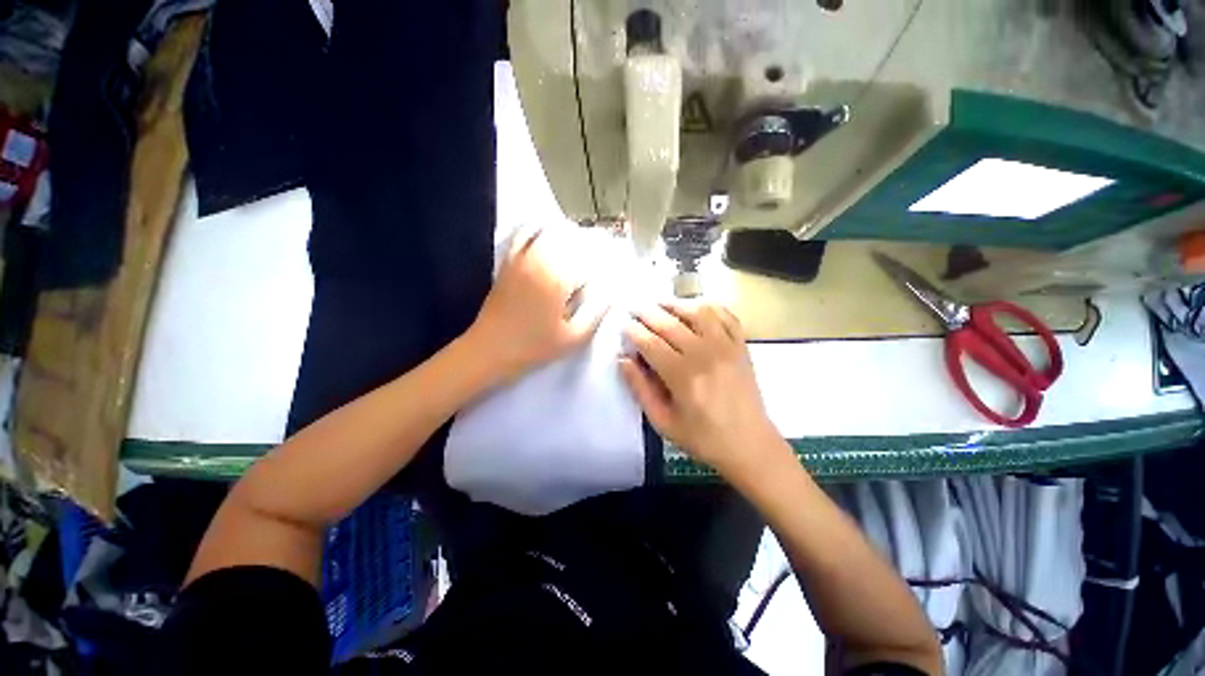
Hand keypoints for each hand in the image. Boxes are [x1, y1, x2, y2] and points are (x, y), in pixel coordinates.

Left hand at [469, 225, 606, 380]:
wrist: (489, 350)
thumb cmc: (535, 347)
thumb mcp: (573, 338)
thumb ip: (596, 312)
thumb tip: (611, 292)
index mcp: (558, 279)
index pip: (590, 260)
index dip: (604, 266)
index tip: (613, 273)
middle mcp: (540, 260)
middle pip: (572, 240)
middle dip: (590, 246)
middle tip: (601, 256)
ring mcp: (521, 258)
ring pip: (549, 232)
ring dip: (568, 234)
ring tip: (580, 242)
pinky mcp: (508, 262)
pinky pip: (522, 234)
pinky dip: (536, 228)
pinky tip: (546, 230)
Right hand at [620, 302, 782, 479]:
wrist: (749, 444)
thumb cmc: (702, 437)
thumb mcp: (663, 421)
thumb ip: (640, 388)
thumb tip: (623, 359)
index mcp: (683, 377)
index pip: (650, 343)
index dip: (633, 331)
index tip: (622, 324)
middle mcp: (705, 355)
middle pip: (670, 323)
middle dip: (647, 313)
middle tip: (634, 308)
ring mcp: (727, 346)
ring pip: (697, 311)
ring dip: (675, 304)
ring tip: (659, 303)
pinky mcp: (741, 345)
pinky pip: (725, 315)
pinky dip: (708, 306)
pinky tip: (694, 307)